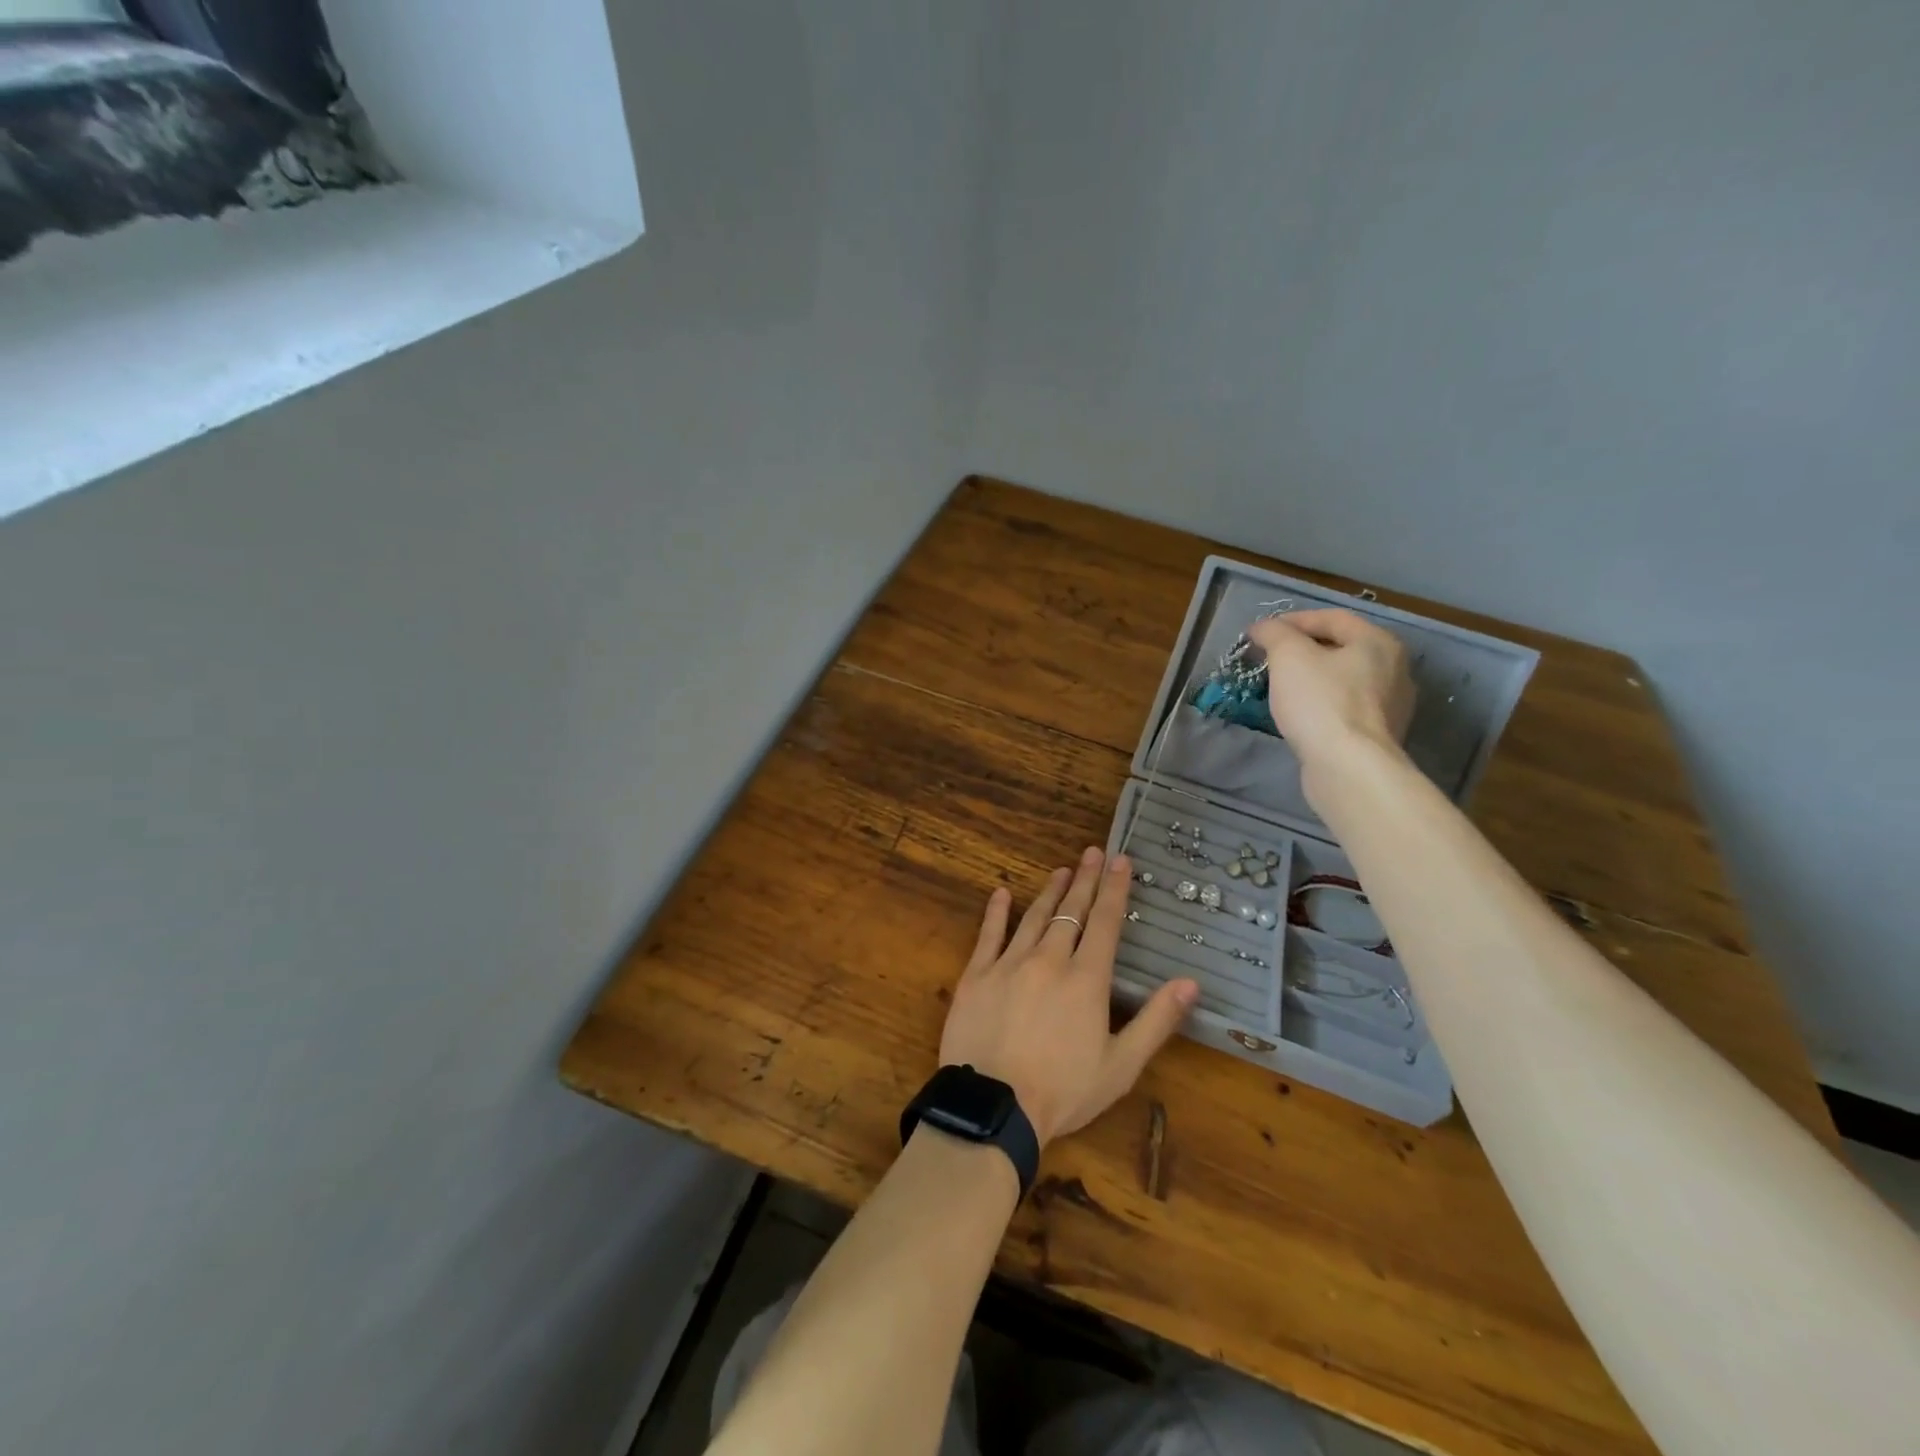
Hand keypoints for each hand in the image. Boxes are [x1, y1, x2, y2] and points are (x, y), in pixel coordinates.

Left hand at [940, 849, 1197, 1146]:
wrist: (994, 1106)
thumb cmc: (1064, 1090)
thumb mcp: (1121, 1065)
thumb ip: (1157, 1020)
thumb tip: (1191, 982)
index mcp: (1086, 979)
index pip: (1105, 923)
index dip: (1114, 889)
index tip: (1120, 860)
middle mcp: (1049, 959)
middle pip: (1071, 911)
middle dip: (1084, 880)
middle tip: (1092, 852)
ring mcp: (1009, 963)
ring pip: (1034, 917)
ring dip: (1050, 892)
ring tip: (1061, 869)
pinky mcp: (976, 975)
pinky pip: (988, 935)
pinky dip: (996, 912)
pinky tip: (1001, 893)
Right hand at [1248, 608, 1415, 787]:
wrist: (1348, 767)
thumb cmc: (1320, 702)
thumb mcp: (1288, 656)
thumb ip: (1274, 633)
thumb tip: (1263, 628)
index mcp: (1378, 642)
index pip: (1332, 618)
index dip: (1292, 620)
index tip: (1260, 634)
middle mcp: (1394, 668)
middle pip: (1340, 648)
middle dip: (1301, 650)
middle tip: (1268, 659)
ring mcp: (1391, 705)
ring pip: (1342, 679)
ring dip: (1311, 678)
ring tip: (1279, 686)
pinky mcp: (1378, 735)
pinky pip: (1345, 708)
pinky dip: (1321, 704)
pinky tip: (1300, 714)